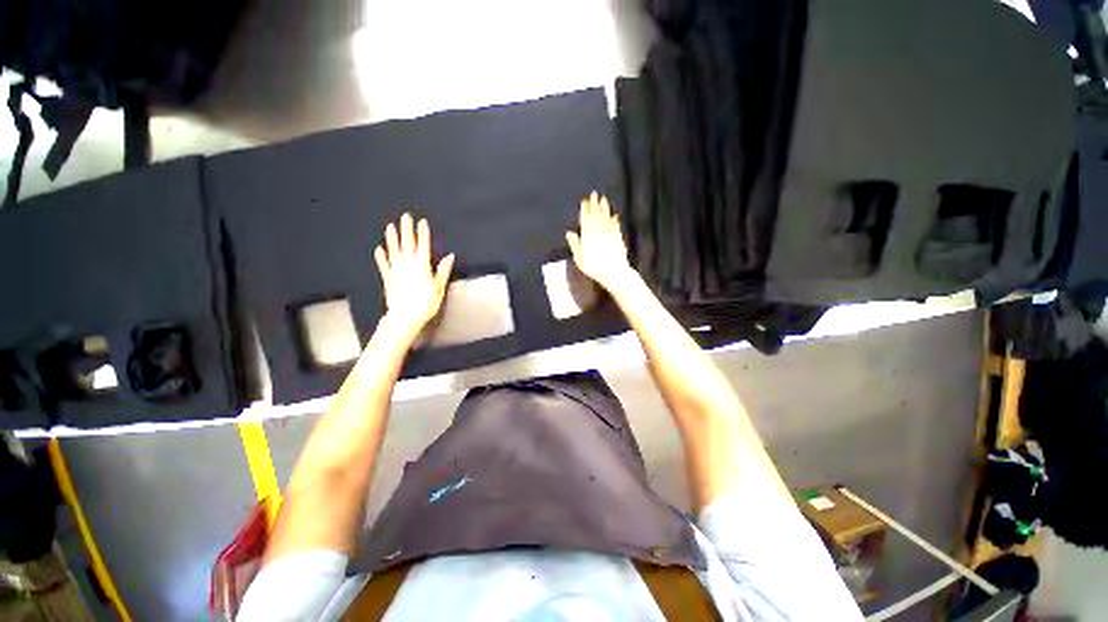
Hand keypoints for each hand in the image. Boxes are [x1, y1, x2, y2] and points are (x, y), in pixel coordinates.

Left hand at [374, 213, 454, 338]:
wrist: (405, 317)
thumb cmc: (426, 304)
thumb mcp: (439, 287)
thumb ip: (443, 270)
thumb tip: (450, 256)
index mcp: (422, 267)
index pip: (423, 246)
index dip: (422, 233)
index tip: (422, 222)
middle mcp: (408, 266)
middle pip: (407, 244)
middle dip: (407, 230)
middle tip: (405, 217)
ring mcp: (396, 271)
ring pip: (394, 251)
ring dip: (392, 238)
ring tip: (390, 227)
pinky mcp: (388, 279)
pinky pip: (384, 265)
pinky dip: (381, 257)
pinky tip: (379, 249)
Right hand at [566, 192, 634, 292]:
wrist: (613, 270)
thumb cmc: (593, 266)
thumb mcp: (579, 257)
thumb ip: (575, 244)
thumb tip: (569, 233)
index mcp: (587, 233)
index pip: (585, 217)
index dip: (585, 208)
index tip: (584, 201)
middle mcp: (599, 230)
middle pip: (596, 213)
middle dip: (595, 203)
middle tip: (595, 194)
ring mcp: (610, 232)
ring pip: (606, 216)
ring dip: (605, 207)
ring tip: (604, 199)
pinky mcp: (618, 237)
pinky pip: (615, 225)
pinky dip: (614, 219)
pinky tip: (614, 216)